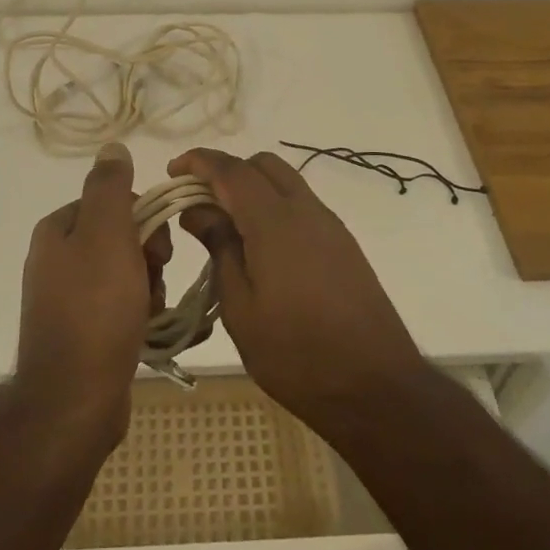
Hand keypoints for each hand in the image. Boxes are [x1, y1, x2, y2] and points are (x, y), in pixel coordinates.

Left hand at [14, 141, 170, 448]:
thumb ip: (110, 186)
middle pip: (120, 236)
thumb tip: (111, 146)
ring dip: (147, 285)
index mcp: (57, 231)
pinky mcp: (81, 331)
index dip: (143, 219)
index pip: (113, 202)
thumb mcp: (106, 234)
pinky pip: (119, 305)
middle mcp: (56, 259)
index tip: (158, 248)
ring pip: (125, 271)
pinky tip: (144, 328)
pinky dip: (138, 311)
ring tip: (149, 310)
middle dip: (147, 255)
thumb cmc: (95, 308)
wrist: (75, 397)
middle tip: (154, 278)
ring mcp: (66, 298)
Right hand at [167, 147, 427, 437]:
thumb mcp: (241, 307)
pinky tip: (259, 247)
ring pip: (286, 182)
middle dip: (227, 171)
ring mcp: (330, 225)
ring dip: (252, 188)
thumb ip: (220, 248)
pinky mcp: (343, 244)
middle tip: (199, 203)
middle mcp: (306, 210)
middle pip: (263, 165)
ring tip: (225, 227)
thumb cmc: (296, 353)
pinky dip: (273, 207)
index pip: (232, 170)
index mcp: (276, 221)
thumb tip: (198, 210)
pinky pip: (301, 205)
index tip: (173, 171)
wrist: (376, 387)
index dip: (199, 161)